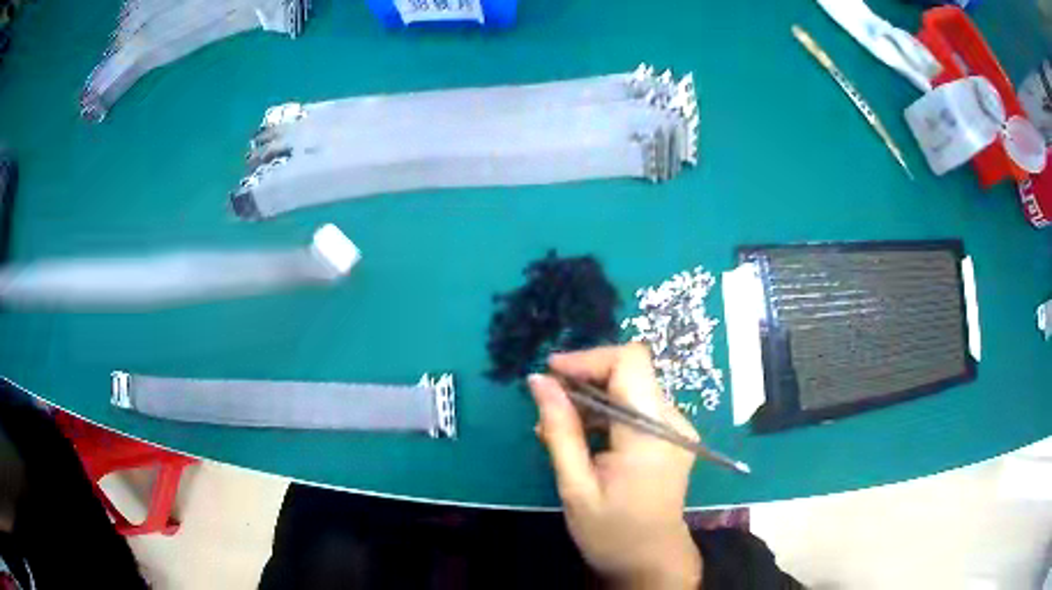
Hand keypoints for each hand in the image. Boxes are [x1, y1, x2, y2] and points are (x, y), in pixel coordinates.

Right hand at [528, 344, 702, 588]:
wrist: (652, 562)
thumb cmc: (611, 533)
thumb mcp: (576, 487)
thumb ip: (560, 431)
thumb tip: (539, 381)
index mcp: (652, 434)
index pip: (630, 362)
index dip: (589, 359)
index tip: (550, 374)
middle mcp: (672, 422)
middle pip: (630, 372)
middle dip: (585, 379)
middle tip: (546, 403)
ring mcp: (676, 429)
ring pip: (631, 388)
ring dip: (592, 398)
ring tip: (555, 427)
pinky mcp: (671, 438)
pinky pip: (636, 408)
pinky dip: (605, 414)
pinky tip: (580, 437)